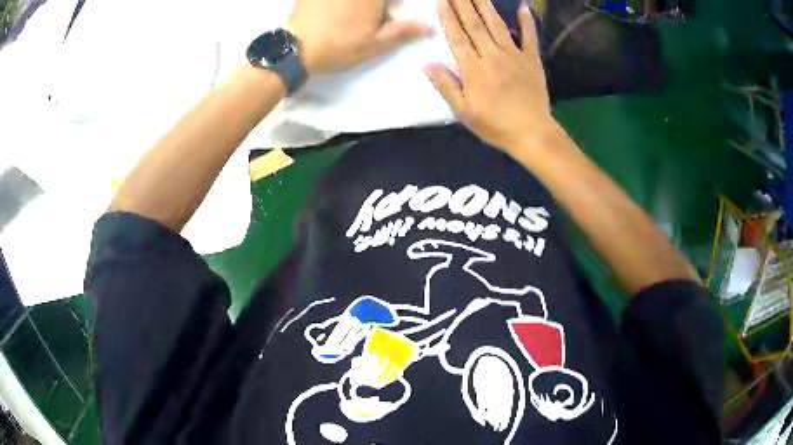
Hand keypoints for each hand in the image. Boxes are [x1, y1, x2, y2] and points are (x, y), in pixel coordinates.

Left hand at [288, 0, 430, 74]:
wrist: (294, 50)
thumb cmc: (338, 47)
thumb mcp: (375, 44)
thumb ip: (403, 32)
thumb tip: (428, 27)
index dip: (392, 5)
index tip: (387, 15)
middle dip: (377, 7)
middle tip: (372, 17)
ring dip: (359, 6)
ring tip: (353, 17)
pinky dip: (336, 4)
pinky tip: (333, 12)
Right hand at [426, 0, 558, 152]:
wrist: (533, 134)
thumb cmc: (495, 125)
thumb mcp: (464, 112)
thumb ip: (446, 86)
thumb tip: (427, 63)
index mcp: (474, 69)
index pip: (457, 36)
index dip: (448, 17)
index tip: (442, 1)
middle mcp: (493, 56)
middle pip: (475, 25)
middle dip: (463, 4)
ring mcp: (514, 56)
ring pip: (497, 25)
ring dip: (485, 6)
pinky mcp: (532, 60)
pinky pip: (530, 37)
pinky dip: (527, 22)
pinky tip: (523, 7)